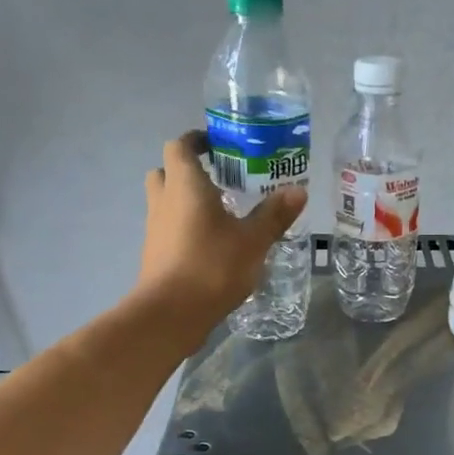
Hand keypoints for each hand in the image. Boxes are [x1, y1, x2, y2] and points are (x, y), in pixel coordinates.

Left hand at [136, 131, 306, 332]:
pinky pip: (168, 229)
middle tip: (219, 182)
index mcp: (185, 184)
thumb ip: (274, 215)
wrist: (171, 313)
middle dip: (189, 172)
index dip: (197, 141)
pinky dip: (184, 228)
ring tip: (220, 215)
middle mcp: (164, 200)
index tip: (218, 147)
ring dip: (186, 201)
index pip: (180, 146)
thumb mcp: (253, 240)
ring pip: (166, 202)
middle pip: (167, 172)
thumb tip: (299, 190)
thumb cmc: (212, 266)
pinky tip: (211, 245)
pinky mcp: (154, 254)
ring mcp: (155, 228)